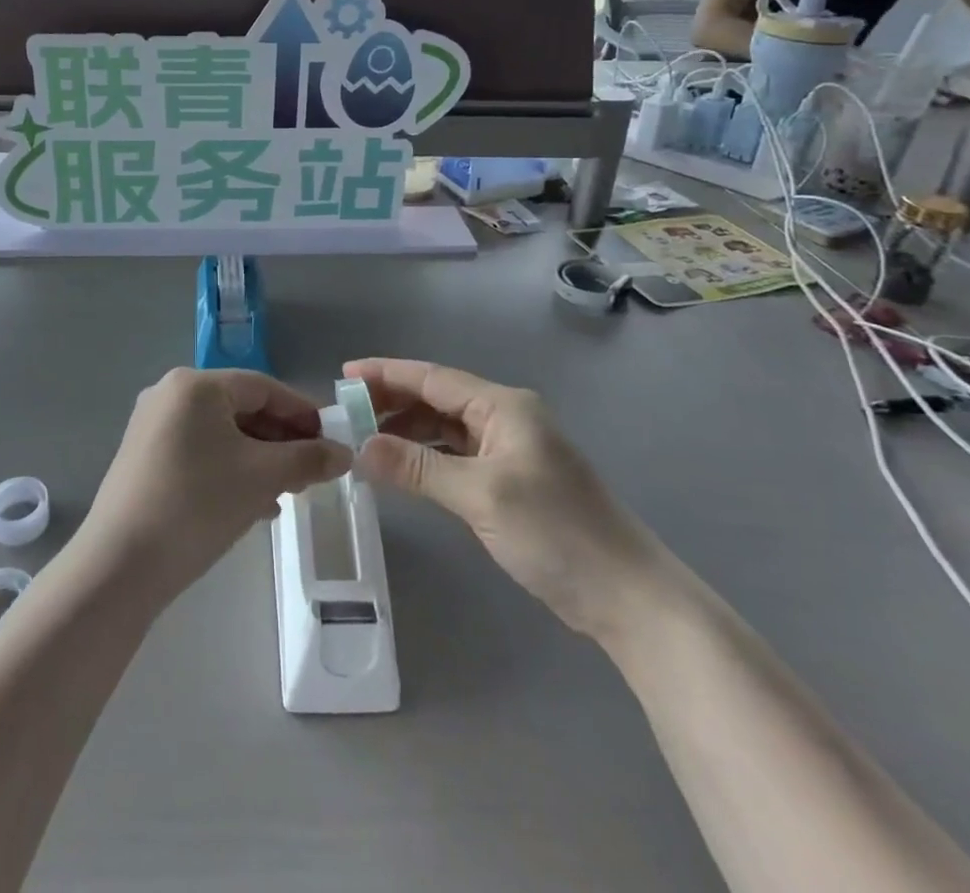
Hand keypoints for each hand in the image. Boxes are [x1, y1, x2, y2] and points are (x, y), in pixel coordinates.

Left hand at [81, 368, 352, 603]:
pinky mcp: (144, 459)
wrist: (120, 566)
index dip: (302, 412)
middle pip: (241, 409)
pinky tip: (254, 504)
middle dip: (281, 440)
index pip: (263, 387)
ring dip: (260, 459)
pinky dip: (231, 470)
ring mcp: (152, 427)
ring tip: (288, 491)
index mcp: (195, 385)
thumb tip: (344, 454)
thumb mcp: (261, 478)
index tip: (331, 440)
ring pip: (222, 434)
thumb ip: (307, 459)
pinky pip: (200, 453)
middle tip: (312, 471)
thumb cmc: (197, 504)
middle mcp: (170, 395)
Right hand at [349, 358, 671, 643]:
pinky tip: (402, 470)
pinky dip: (426, 459)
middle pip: (437, 399)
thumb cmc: (556, 533)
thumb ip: (417, 468)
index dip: (386, 374)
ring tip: (365, 442)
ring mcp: (509, 450)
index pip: (432, 378)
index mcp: (503, 406)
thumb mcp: (480, 496)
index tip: (343, 375)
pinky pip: (456, 456)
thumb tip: (360, 448)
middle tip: (346, 414)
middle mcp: (505, 418)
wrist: (626, 595)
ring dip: (407, 432)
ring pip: (445, 429)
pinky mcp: (509, 481)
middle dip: (392, 403)